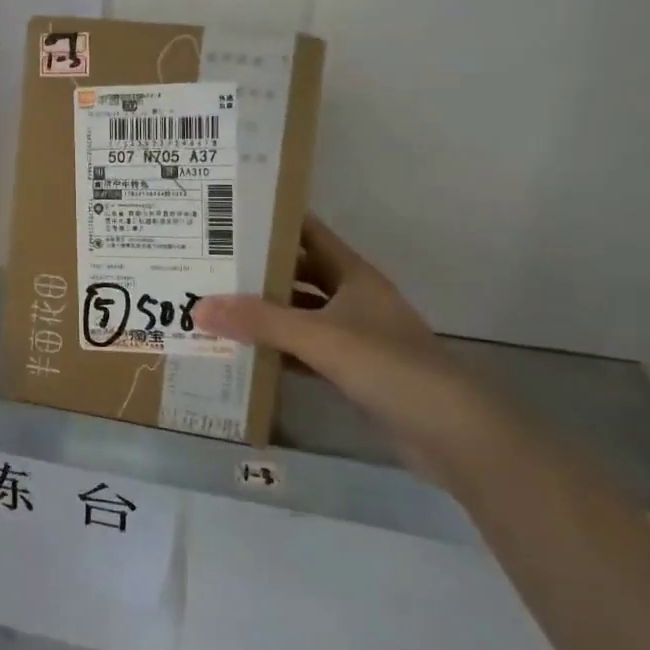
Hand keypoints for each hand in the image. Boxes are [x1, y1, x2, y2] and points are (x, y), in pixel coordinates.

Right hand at [194, 216, 504, 476]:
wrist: (452, 433)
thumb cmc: (389, 366)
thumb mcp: (319, 337)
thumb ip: (259, 321)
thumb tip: (197, 307)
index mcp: (354, 275)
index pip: (308, 234)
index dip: (273, 222)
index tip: (228, 216)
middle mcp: (353, 299)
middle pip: (298, 275)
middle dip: (258, 270)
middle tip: (208, 264)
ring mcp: (355, 337)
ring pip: (299, 315)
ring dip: (265, 313)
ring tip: (215, 305)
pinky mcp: (352, 372)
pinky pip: (304, 352)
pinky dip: (277, 350)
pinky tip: (243, 352)